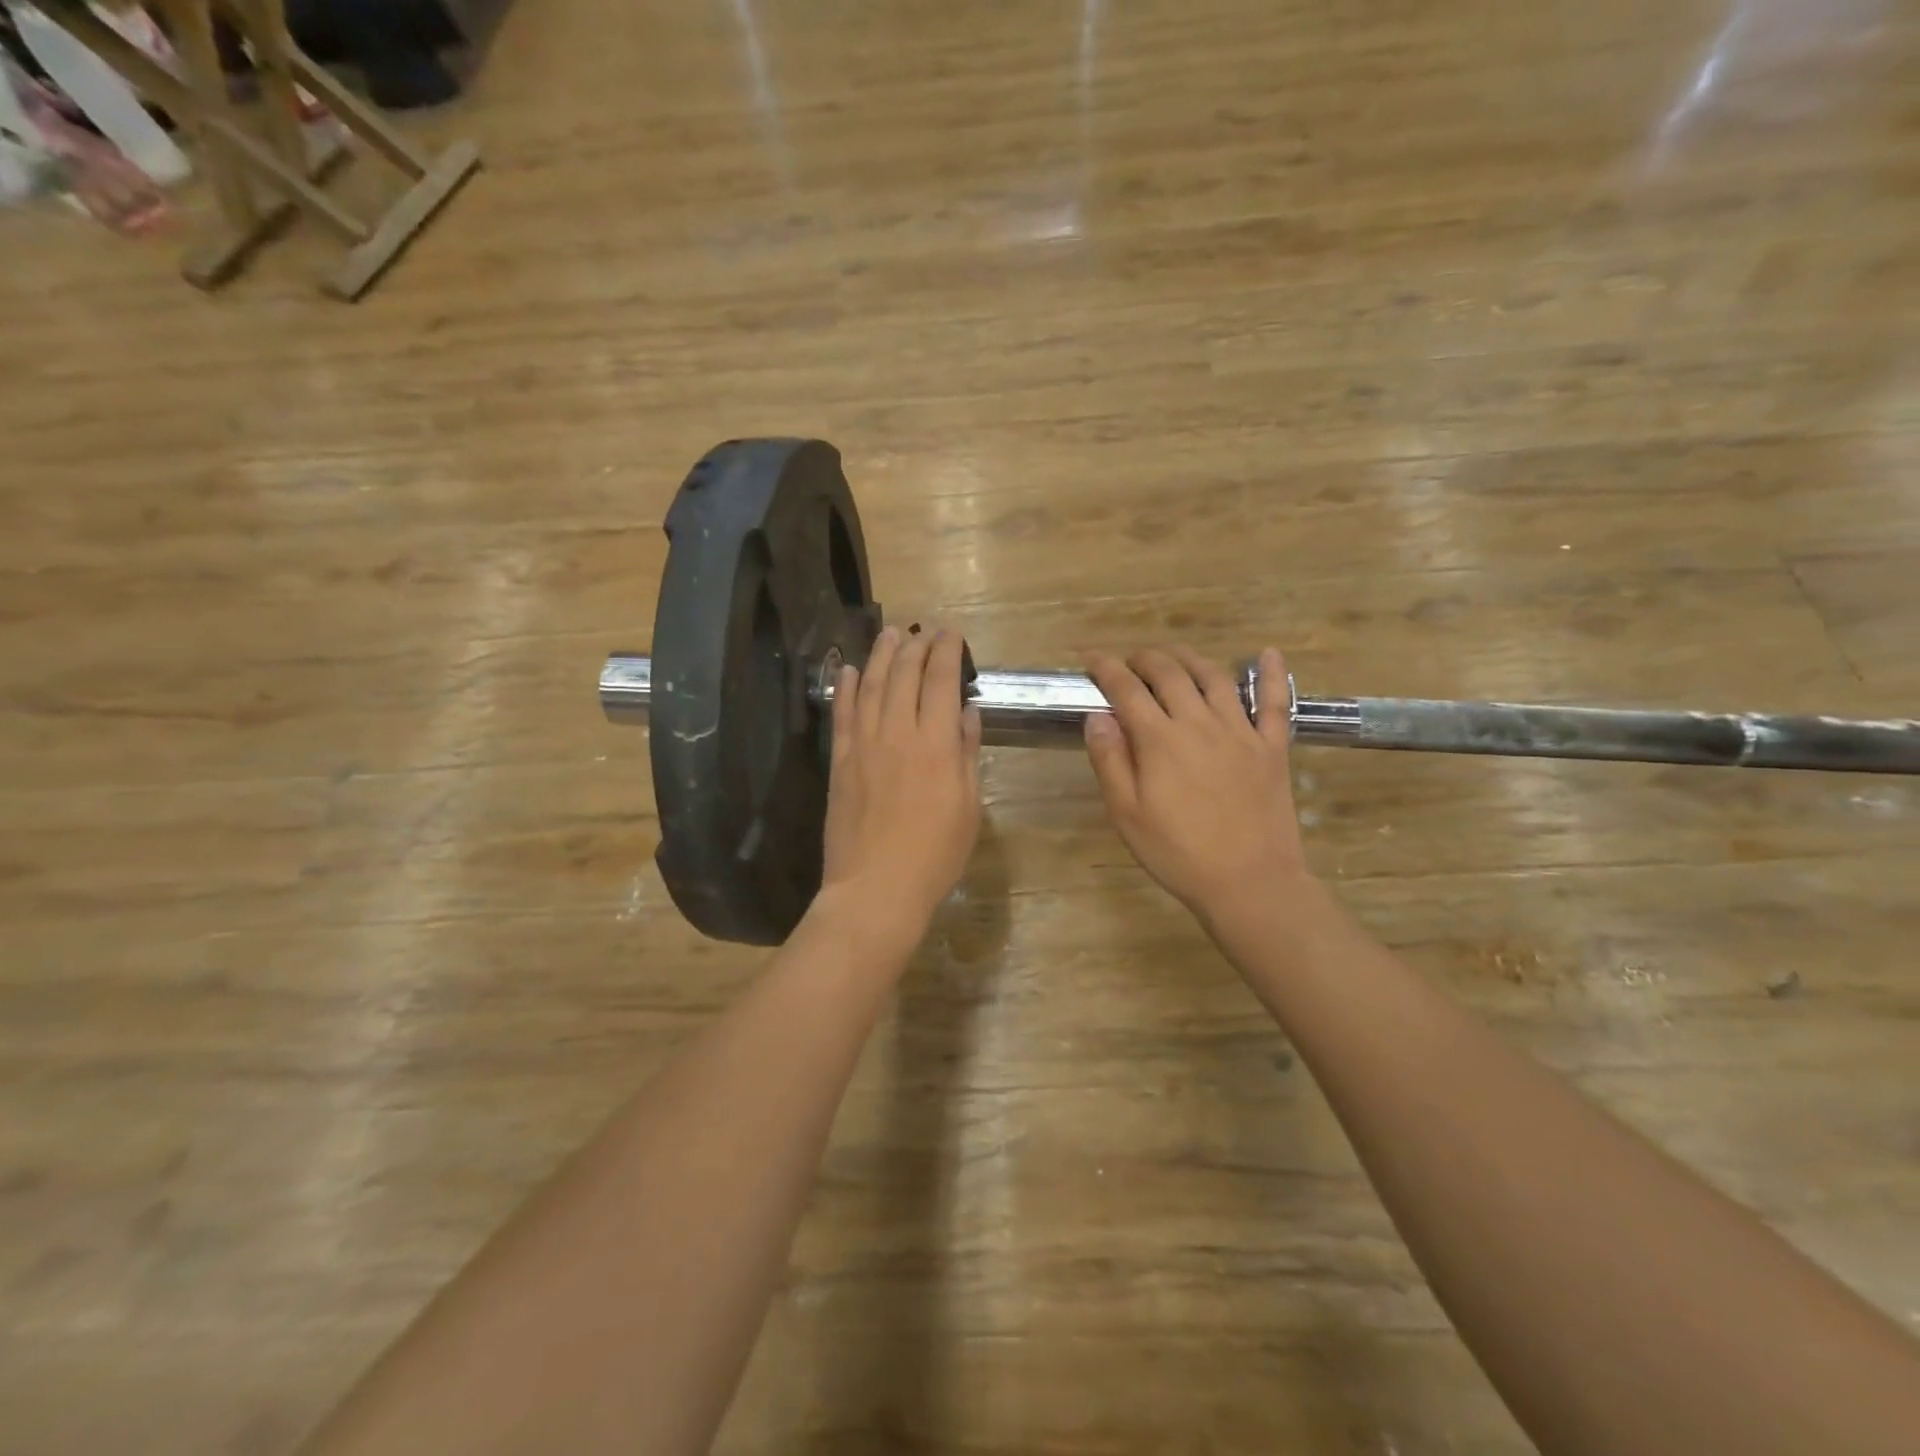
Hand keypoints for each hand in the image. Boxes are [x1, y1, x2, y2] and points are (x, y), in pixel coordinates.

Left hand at [820, 626, 983, 943]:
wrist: (876, 887)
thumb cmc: (935, 854)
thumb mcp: (968, 807)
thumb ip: (967, 754)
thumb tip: (967, 714)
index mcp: (937, 743)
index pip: (941, 681)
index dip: (946, 651)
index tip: (951, 634)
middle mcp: (899, 732)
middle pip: (904, 674)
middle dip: (915, 646)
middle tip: (922, 630)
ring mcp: (864, 744)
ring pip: (870, 685)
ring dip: (880, 655)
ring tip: (888, 634)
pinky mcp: (840, 761)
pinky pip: (842, 714)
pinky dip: (844, 688)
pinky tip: (847, 670)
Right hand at [1084, 646, 1310, 923]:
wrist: (1249, 882)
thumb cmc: (1178, 853)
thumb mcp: (1127, 814)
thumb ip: (1110, 760)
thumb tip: (1098, 716)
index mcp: (1160, 740)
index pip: (1126, 689)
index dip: (1105, 668)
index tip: (1089, 658)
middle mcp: (1200, 723)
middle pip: (1170, 673)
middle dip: (1144, 658)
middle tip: (1128, 661)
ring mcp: (1241, 732)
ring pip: (1214, 677)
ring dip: (1189, 658)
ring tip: (1174, 656)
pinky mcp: (1272, 748)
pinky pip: (1274, 703)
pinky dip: (1271, 675)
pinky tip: (1266, 654)